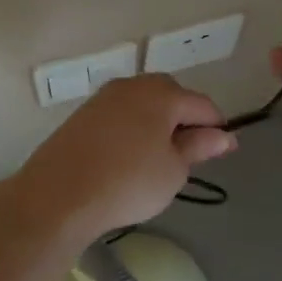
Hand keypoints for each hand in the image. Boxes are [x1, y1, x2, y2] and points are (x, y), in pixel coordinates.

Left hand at [2, 74, 235, 247]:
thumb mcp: (173, 170)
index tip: (224, 152)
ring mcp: (104, 97)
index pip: (202, 105)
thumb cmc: (128, 182)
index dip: (217, 127)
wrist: (58, 195)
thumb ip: (199, 147)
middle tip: (188, 154)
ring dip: (156, 123)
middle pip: (171, 96)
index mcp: (163, 94)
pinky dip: (131, 129)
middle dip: (185, 119)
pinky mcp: (83, 114)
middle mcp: (133, 85)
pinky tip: (128, 156)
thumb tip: (223, 135)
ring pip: (143, 104)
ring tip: (158, 157)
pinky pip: (120, 115)